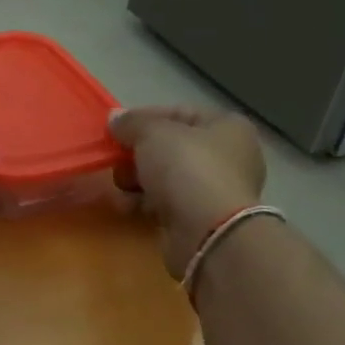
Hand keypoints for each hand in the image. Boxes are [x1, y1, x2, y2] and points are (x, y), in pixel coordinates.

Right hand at [110, 106, 267, 278]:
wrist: (207, 232)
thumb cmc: (186, 168)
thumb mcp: (153, 133)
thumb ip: (132, 122)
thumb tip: (115, 118)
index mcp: (228, 127)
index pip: (180, 113)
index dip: (144, 117)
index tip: (116, 129)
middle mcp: (229, 156)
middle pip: (170, 147)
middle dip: (137, 154)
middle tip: (116, 159)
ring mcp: (216, 191)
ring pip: (166, 177)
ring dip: (137, 180)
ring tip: (120, 186)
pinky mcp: (201, 219)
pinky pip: (166, 203)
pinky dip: (145, 203)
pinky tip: (127, 206)